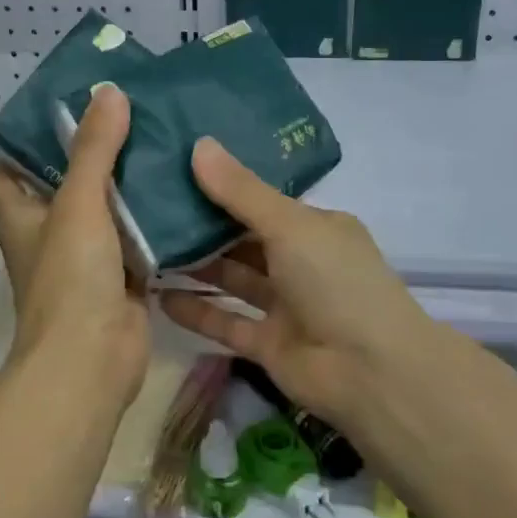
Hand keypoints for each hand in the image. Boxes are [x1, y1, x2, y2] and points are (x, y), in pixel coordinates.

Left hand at [0, 86, 148, 406]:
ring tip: (159, 143)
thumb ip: (93, 149)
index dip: (20, 145)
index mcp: (21, 216)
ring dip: (125, 187)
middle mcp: (48, 235)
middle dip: (89, 156)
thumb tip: (107, 91)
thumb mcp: (77, 203)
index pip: (5, 172)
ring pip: (104, 212)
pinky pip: (136, 241)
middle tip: (125, 118)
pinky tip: (181, 193)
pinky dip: (153, 222)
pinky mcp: (120, 279)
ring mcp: (85, 259)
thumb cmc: (69, 278)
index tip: (56, 114)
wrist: (92, 360)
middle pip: (62, 186)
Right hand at [160, 138, 428, 423]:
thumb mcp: (290, 225)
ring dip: (195, 267)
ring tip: (145, 248)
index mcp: (315, 228)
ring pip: (232, 280)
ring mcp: (284, 306)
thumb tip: (199, 144)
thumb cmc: (335, 282)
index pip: (262, 202)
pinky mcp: (268, 344)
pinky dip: (196, 311)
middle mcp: (300, 263)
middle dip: (202, 226)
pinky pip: (225, 322)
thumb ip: (241, 191)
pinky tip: (158, 297)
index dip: (223, 187)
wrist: (371, 373)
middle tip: (149, 208)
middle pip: (243, 240)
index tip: (177, 171)